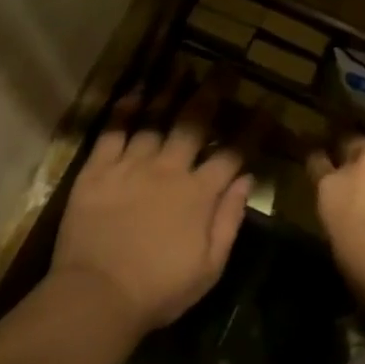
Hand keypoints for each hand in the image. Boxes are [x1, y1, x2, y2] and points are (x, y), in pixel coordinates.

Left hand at [51, 80, 251, 337]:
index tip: (268, 104)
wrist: (96, 296)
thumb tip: (247, 179)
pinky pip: (112, 132)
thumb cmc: (159, 289)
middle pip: (194, 123)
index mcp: (199, 194)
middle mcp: (168, 169)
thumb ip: (229, 219)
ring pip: (154, 119)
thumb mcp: (209, 266)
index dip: (253, 128)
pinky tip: (135, 93)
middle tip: (225, 69)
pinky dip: (124, 111)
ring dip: (170, 92)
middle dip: (213, 93)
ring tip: (183, 67)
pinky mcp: (97, 170)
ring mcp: (131, 166)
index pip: (233, 153)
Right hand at [308, 139, 364, 329]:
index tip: (327, 174)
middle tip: (364, 178)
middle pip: (351, 143)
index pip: (316, 162)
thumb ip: (344, 226)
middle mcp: (363, 164)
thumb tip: (353, 220)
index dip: (322, 168)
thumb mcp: (347, 261)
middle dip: (354, 157)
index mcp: (333, 191)